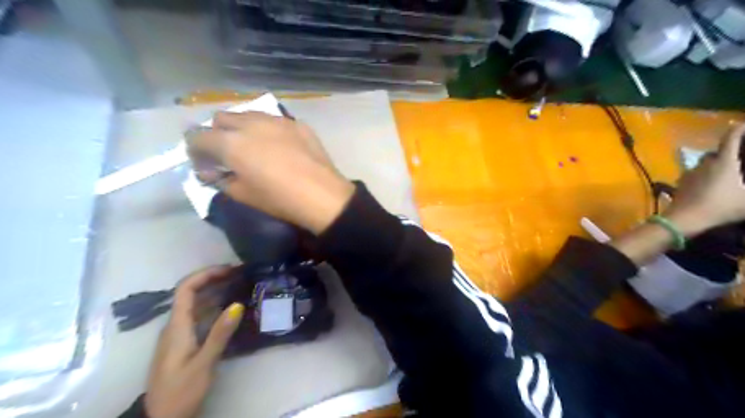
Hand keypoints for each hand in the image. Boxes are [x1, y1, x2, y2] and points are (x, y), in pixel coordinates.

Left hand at [142, 268, 241, 417]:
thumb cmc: (181, 391)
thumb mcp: (204, 363)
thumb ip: (220, 333)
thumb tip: (238, 304)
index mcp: (176, 327)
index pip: (185, 289)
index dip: (205, 274)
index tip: (229, 269)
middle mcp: (174, 325)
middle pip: (189, 292)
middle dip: (213, 278)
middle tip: (239, 274)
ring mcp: (178, 334)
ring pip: (194, 304)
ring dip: (214, 290)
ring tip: (238, 285)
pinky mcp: (183, 342)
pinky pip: (198, 315)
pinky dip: (213, 305)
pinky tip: (228, 308)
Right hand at [187, 111, 352, 234]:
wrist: (323, 196)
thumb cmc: (280, 199)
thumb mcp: (243, 195)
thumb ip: (220, 179)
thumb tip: (212, 171)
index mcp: (231, 143)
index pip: (197, 136)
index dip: (195, 150)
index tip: (206, 164)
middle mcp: (250, 123)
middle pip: (220, 119)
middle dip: (217, 134)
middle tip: (228, 154)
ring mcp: (276, 120)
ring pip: (248, 115)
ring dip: (242, 128)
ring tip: (254, 147)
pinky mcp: (297, 123)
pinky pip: (273, 120)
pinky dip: (267, 130)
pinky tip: (279, 146)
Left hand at [667, 124, 744, 233]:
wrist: (684, 219)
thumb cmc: (721, 207)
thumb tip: (744, 185)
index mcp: (723, 162)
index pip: (731, 138)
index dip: (739, 129)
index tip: (744, 124)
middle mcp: (704, 164)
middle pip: (717, 152)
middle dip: (728, 152)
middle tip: (740, 157)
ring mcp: (689, 173)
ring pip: (704, 164)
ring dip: (714, 165)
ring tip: (726, 173)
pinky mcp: (680, 184)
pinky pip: (694, 175)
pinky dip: (703, 176)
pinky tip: (709, 185)